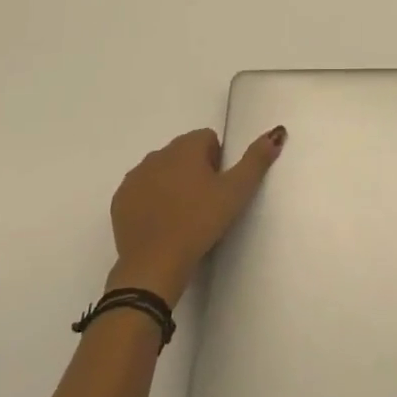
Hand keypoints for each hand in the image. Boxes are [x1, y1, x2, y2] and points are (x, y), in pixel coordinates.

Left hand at [107, 126, 285, 303]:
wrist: (154, 264)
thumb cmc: (199, 222)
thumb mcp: (236, 192)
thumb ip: (256, 159)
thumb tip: (277, 132)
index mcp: (185, 147)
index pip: (208, 139)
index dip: (218, 162)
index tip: (219, 188)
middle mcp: (157, 154)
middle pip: (184, 153)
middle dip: (195, 171)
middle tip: (205, 204)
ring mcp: (135, 177)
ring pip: (162, 171)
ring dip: (173, 184)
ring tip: (184, 215)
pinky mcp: (120, 200)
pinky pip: (142, 190)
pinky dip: (152, 200)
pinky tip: (162, 223)